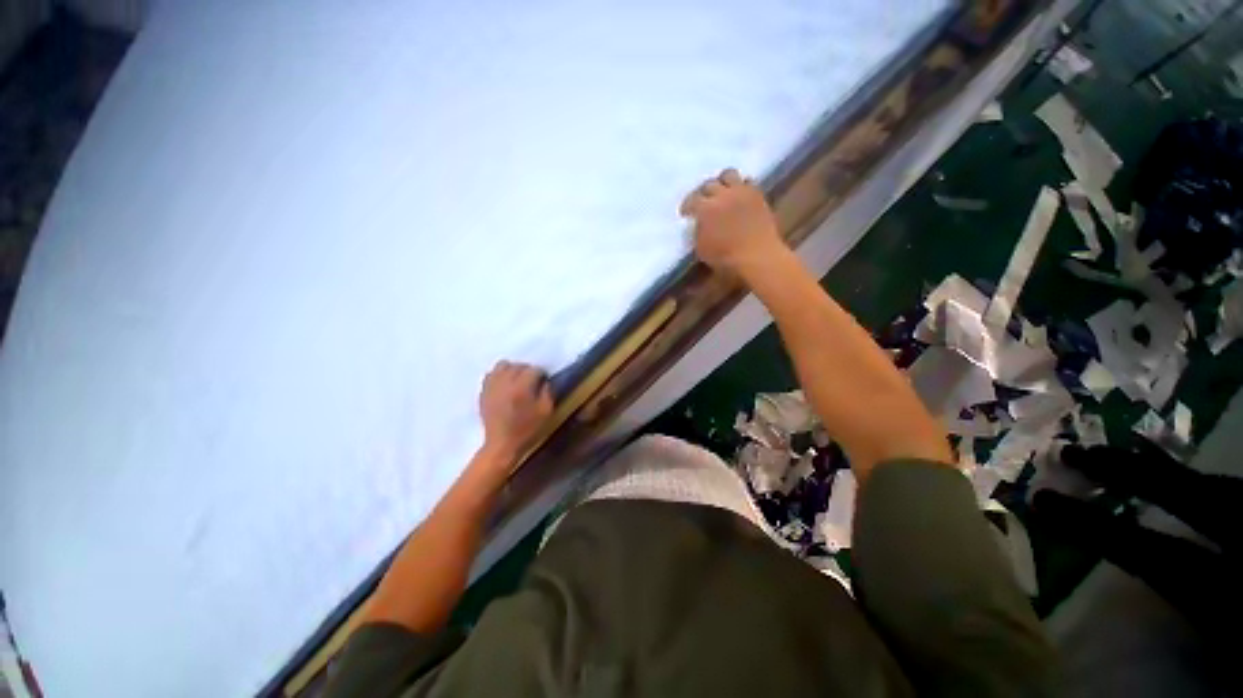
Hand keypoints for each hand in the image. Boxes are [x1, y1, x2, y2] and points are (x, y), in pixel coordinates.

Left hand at [478, 361, 553, 463]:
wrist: (501, 443)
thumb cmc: (526, 430)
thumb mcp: (545, 414)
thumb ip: (547, 394)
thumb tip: (544, 382)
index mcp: (522, 387)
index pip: (534, 370)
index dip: (541, 374)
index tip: (543, 381)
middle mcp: (505, 381)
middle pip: (517, 365)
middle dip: (526, 370)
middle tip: (531, 381)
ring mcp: (492, 385)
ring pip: (502, 366)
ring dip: (511, 370)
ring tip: (515, 380)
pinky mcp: (483, 391)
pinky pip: (491, 375)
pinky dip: (498, 376)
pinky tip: (503, 386)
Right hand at [680, 168, 785, 276]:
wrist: (761, 257)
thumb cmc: (728, 259)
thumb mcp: (702, 250)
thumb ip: (697, 232)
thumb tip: (697, 223)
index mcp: (705, 208)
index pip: (691, 200)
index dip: (687, 206)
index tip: (686, 213)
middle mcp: (721, 195)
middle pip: (709, 184)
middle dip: (704, 192)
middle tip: (705, 201)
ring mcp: (741, 193)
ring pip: (729, 174)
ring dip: (724, 181)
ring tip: (724, 190)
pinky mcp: (757, 195)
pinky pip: (749, 181)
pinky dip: (743, 186)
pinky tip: (741, 194)